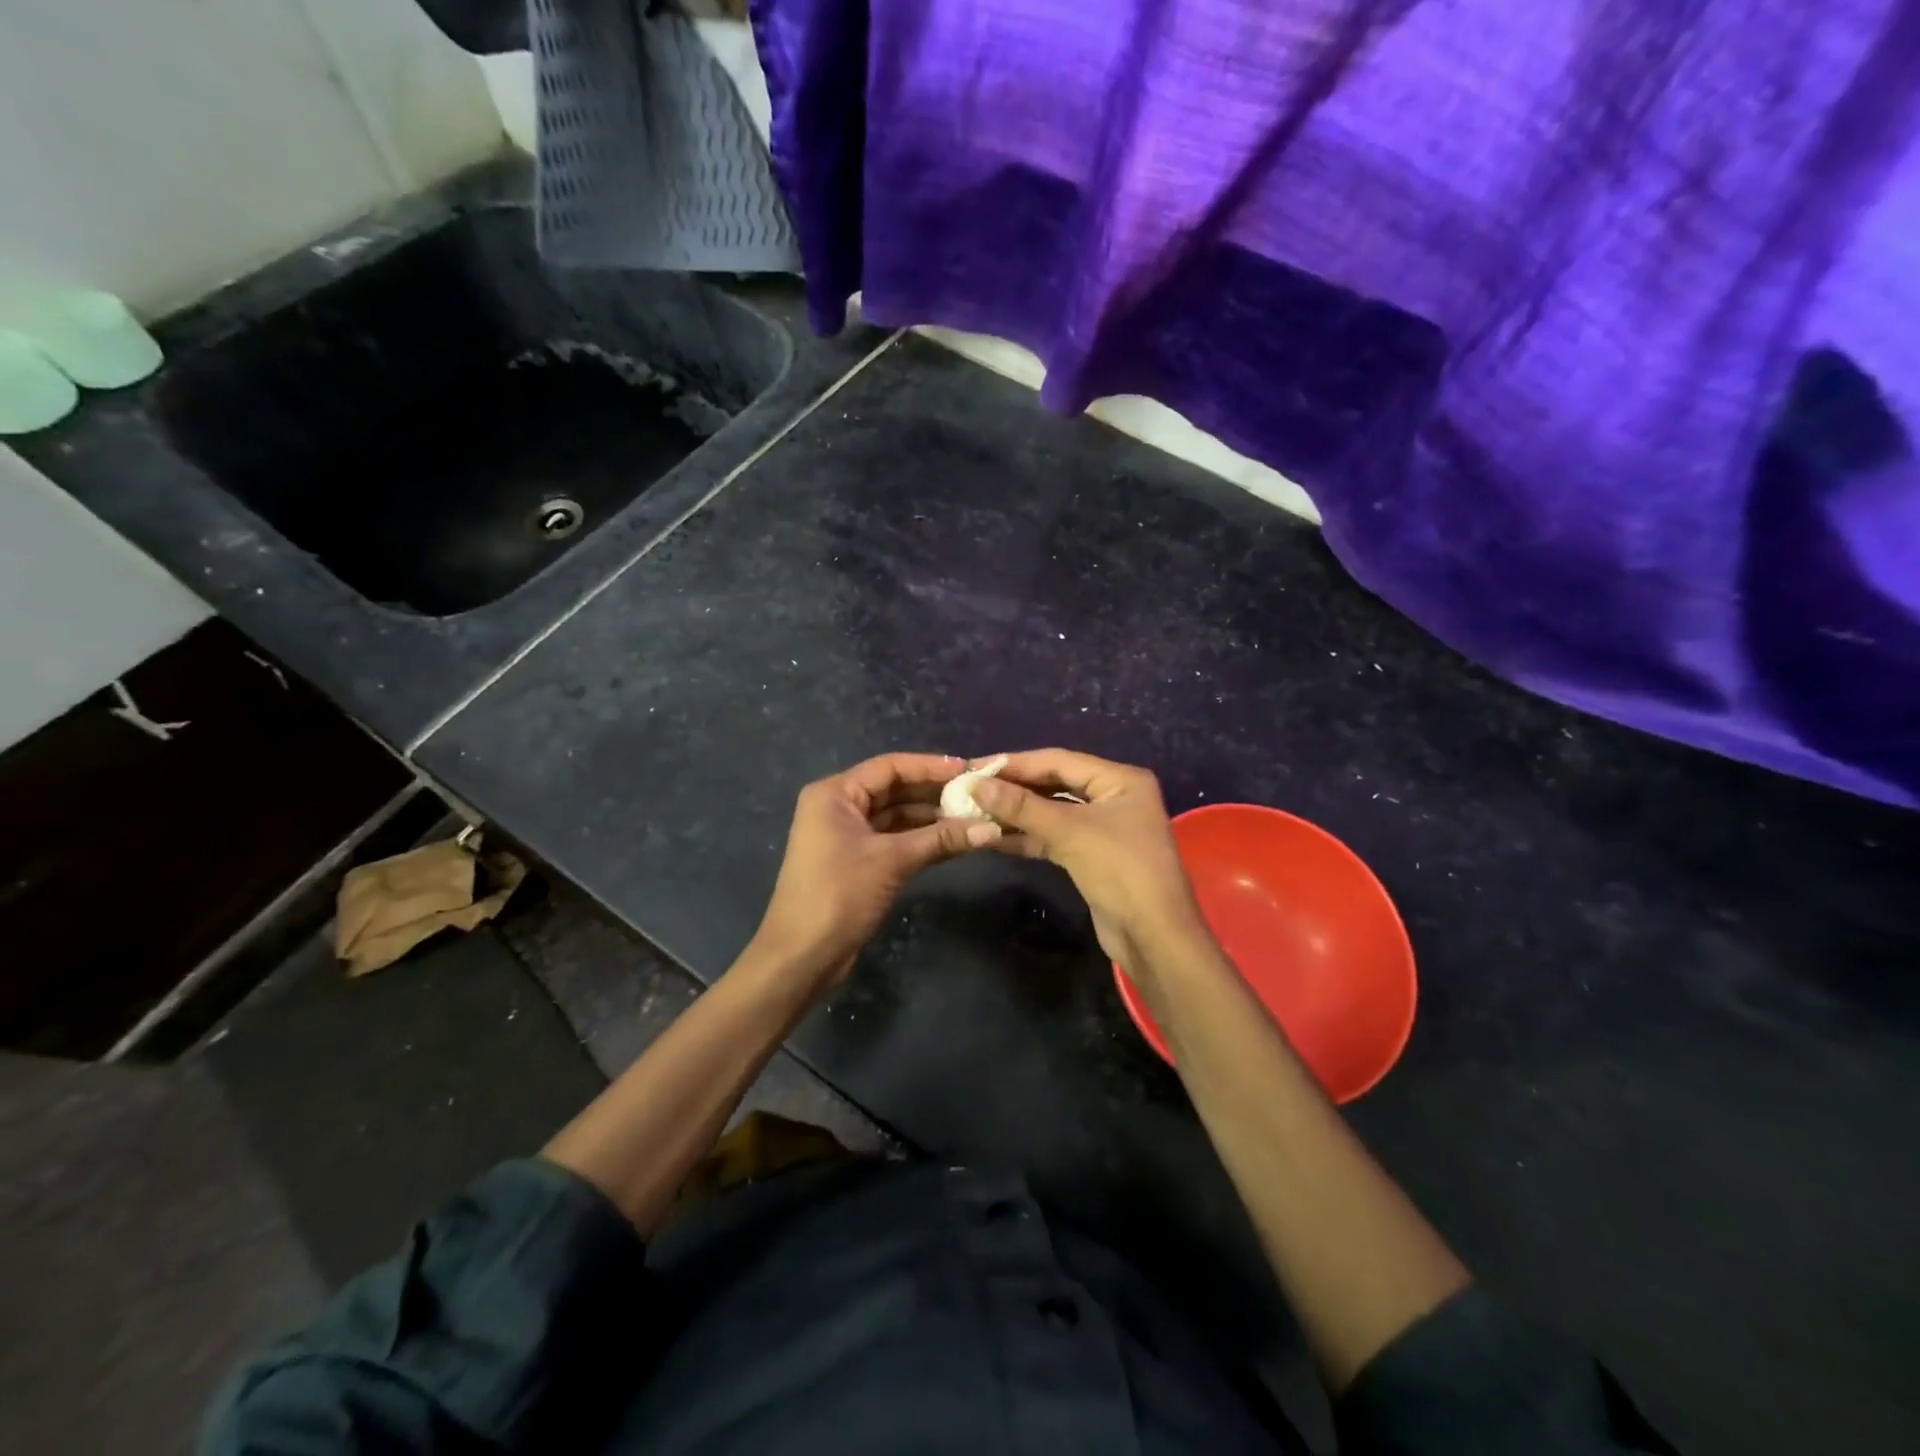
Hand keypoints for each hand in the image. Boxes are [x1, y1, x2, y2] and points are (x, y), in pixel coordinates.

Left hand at [750, 753, 1000, 986]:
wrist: (802, 956)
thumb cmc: (839, 895)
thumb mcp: (892, 861)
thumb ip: (941, 839)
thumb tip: (992, 828)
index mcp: (835, 794)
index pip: (889, 767)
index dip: (930, 766)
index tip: (968, 769)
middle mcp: (838, 806)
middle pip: (893, 789)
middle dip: (933, 792)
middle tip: (976, 794)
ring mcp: (846, 834)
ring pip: (895, 815)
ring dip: (930, 817)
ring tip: (972, 817)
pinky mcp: (856, 860)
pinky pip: (893, 838)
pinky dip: (920, 839)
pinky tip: (953, 840)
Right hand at [968, 750, 1209, 981]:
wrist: (1153, 937)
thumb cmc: (1120, 871)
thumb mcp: (1069, 832)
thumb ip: (1022, 806)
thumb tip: (977, 784)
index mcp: (1119, 779)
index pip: (1058, 760)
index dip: (1015, 763)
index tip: (975, 767)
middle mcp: (1114, 796)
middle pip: (1055, 783)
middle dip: (1014, 788)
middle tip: (970, 789)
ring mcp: (1103, 827)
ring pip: (1052, 812)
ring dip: (1016, 814)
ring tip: (974, 811)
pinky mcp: (1092, 855)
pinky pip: (1054, 836)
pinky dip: (1027, 836)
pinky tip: (993, 837)